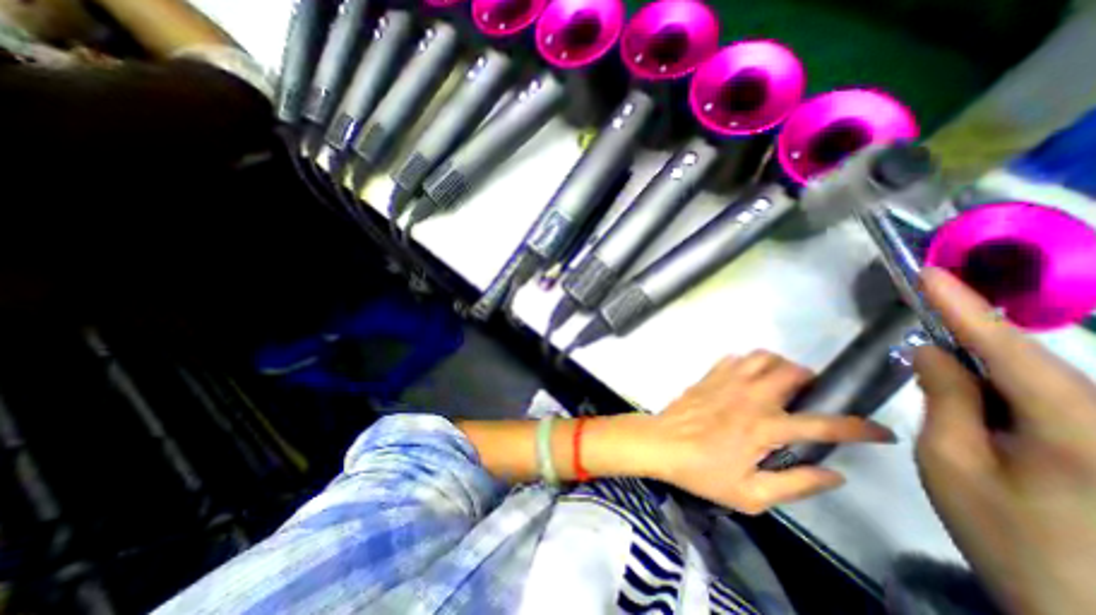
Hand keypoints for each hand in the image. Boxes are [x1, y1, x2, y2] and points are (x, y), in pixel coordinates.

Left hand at [650, 351, 889, 514]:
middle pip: (791, 372)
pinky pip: (734, 358)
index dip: (860, 428)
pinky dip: (748, 363)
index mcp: (765, 428)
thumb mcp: (750, 495)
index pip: (823, 424)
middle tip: (811, 395)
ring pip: (762, 356)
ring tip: (780, 381)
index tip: (882, 431)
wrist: (661, 443)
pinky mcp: (709, 375)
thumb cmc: (702, 471)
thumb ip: (796, 485)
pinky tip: (747, 377)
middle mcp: (750, 397)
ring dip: (779, 365)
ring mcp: (727, 381)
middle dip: (812, 379)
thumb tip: (835, 475)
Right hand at [914, 268, 1095, 613]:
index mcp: (1076, 427)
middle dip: (970, 333)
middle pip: (1030, 361)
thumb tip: (931, 352)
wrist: (1088, 612)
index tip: (930, 272)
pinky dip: (1005, 386)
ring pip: (1042, 379)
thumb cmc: (1007, 535)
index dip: (963, 307)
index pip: (1007, 348)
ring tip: (939, 355)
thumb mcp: (952, 462)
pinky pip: (1052, 400)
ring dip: (985, 361)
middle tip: (924, 311)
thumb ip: (944, 399)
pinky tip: (973, 389)